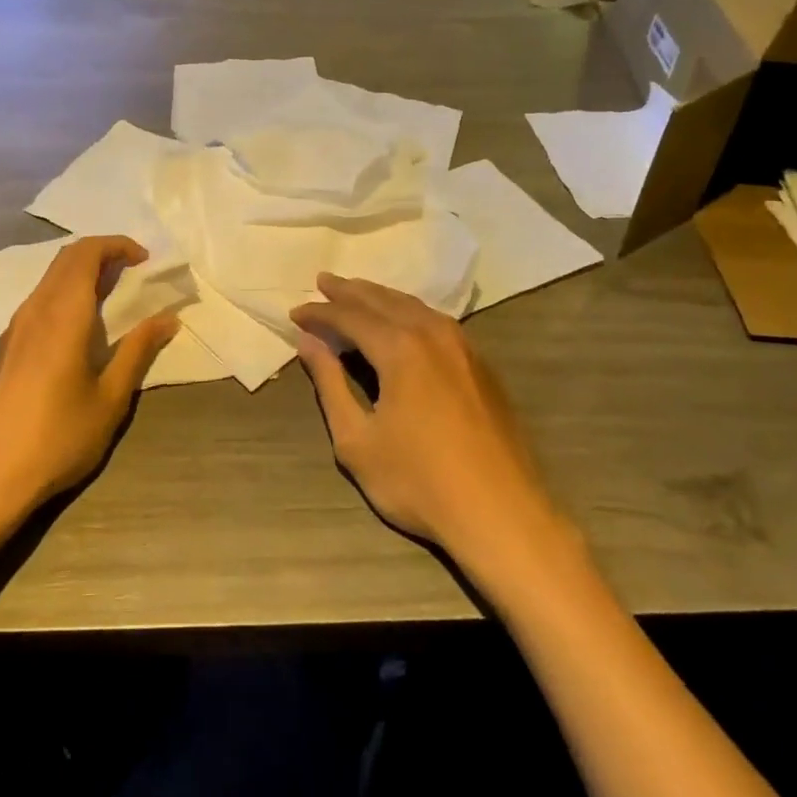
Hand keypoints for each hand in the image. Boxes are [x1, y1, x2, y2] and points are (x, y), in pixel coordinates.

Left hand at [0, 236, 179, 529]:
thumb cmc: (57, 438)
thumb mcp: (110, 399)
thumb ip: (138, 351)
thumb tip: (168, 318)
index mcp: (63, 315)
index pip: (86, 253)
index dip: (117, 245)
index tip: (145, 260)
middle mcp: (35, 310)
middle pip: (66, 258)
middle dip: (102, 253)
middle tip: (134, 272)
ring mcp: (14, 328)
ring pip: (49, 278)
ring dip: (82, 273)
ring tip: (113, 296)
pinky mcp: (4, 348)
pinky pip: (39, 300)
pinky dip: (66, 293)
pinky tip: (80, 327)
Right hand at [291, 275, 559, 565]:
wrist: (501, 514)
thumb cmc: (418, 481)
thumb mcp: (356, 439)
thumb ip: (329, 384)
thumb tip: (308, 342)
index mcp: (400, 348)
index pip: (350, 316)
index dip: (320, 313)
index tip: (295, 313)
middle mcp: (433, 334)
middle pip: (383, 301)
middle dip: (349, 291)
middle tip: (323, 281)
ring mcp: (463, 348)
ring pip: (414, 307)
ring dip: (381, 297)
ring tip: (357, 292)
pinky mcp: (482, 366)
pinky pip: (437, 322)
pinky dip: (409, 312)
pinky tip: (404, 321)